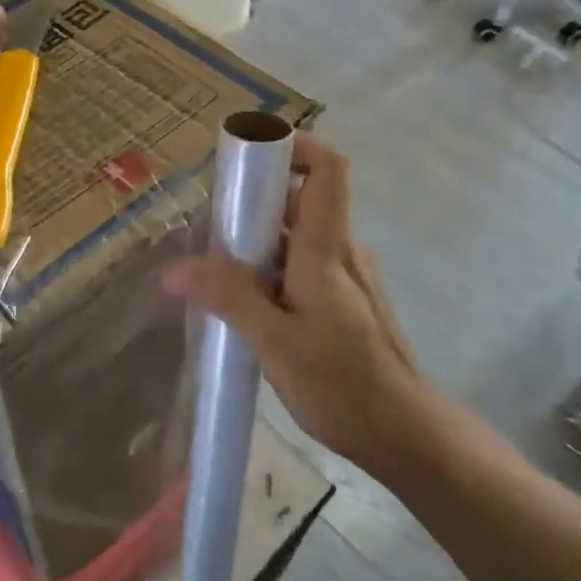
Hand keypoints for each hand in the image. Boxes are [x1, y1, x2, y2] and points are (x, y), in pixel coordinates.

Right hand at [163, 137, 429, 474]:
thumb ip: (229, 298)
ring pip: (297, 235)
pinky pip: (302, 264)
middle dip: (252, 201)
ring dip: (256, 241)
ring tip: (214, 271)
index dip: (294, 146)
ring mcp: (346, 275)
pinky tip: (245, 305)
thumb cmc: (343, 384)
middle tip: (208, 229)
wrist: (406, 434)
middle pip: (301, 198)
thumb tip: (174, 269)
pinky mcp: (343, 300)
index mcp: (328, 248)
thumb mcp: (276, 343)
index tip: (248, 155)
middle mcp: (341, 250)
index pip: (328, 169)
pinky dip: (270, 268)